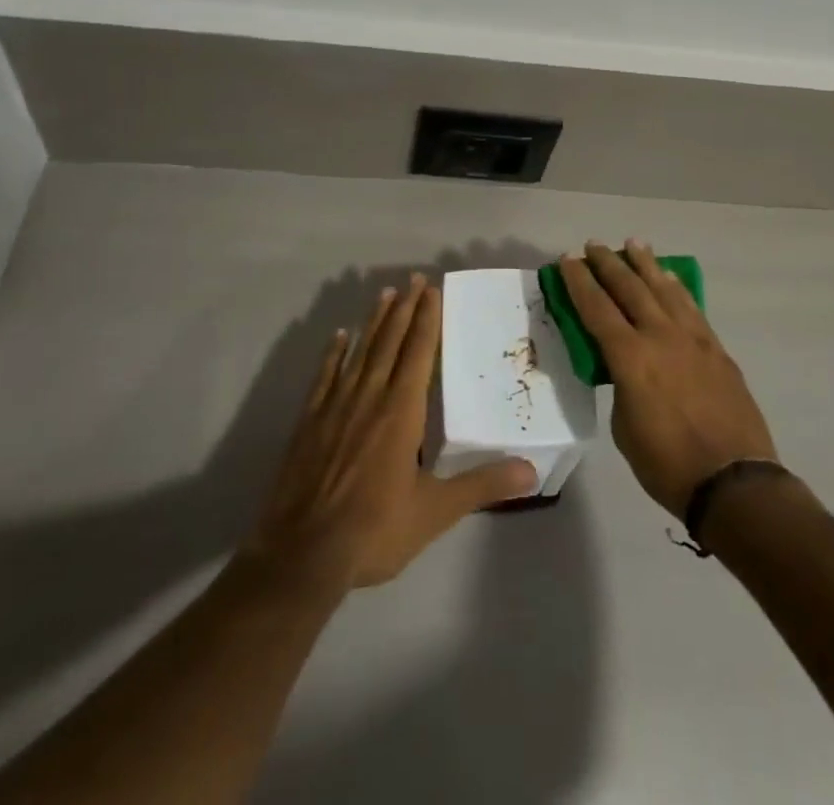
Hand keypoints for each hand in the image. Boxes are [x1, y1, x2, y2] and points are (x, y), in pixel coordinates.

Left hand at [244, 276, 536, 591]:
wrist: (303, 555)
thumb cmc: (374, 531)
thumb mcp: (435, 512)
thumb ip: (482, 485)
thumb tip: (531, 470)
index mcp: (401, 412)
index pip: (418, 353)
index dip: (426, 319)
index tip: (432, 290)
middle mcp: (369, 397)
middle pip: (390, 342)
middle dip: (404, 309)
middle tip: (414, 279)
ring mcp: (335, 406)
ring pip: (360, 352)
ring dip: (374, 321)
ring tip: (385, 294)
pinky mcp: (309, 421)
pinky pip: (325, 376)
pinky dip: (334, 353)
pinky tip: (339, 336)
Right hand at [559, 241, 777, 517]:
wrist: (734, 481)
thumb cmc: (667, 465)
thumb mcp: (624, 428)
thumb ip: (621, 387)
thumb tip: (626, 369)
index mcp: (631, 358)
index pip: (597, 308)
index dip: (579, 282)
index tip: (567, 260)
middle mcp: (660, 337)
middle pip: (630, 288)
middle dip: (608, 263)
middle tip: (593, 245)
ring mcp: (693, 339)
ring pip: (664, 289)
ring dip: (646, 264)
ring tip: (634, 243)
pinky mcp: (716, 349)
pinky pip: (691, 307)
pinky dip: (676, 288)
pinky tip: (670, 278)